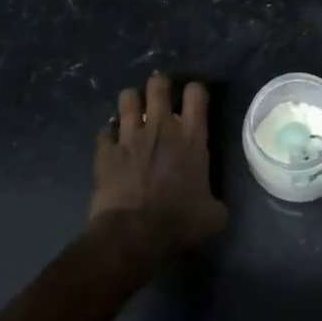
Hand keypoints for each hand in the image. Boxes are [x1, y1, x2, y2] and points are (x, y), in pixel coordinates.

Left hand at [89, 73, 227, 260]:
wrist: (132, 236)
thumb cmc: (178, 223)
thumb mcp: (214, 215)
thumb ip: (216, 200)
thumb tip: (215, 203)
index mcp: (191, 137)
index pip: (196, 93)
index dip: (195, 90)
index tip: (194, 99)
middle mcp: (161, 127)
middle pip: (158, 85)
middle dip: (160, 86)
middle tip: (161, 97)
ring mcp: (130, 136)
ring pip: (127, 98)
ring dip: (132, 102)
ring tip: (134, 111)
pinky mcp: (105, 151)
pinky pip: (105, 129)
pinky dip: (110, 132)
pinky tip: (113, 141)